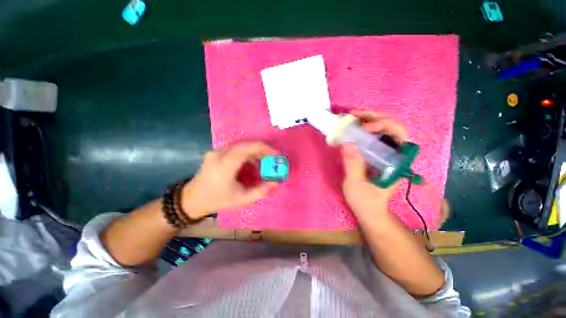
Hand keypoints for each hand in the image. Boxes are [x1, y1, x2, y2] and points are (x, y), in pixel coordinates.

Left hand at [181, 141, 278, 218]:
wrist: (192, 200)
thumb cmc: (218, 200)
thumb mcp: (242, 199)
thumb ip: (261, 191)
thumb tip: (276, 183)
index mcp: (225, 164)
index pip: (248, 147)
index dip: (265, 148)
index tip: (276, 154)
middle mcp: (220, 153)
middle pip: (246, 144)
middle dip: (262, 149)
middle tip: (272, 158)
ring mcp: (216, 151)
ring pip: (241, 145)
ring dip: (255, 152)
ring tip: (263, 163)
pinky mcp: (216, 153)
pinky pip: (236, 149)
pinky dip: (247, 154)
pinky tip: (251, 164)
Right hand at [341, 110, 408, 216]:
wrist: (371, 212)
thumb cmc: (365, 202)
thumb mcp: (356, 185)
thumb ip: (353, 164)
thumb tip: (347, 142)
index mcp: (396, 162)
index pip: (399, 133)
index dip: (382, 125)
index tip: (362, 129)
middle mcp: (396, 154)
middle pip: (393, 126)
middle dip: (375, 117)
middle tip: (355, 115)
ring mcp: (388, 154)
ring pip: (385, 129)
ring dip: (369, 120)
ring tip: (353, 118)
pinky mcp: (379, 156)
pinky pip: (375, 137)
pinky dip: (365, 129)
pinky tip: (354, 129)